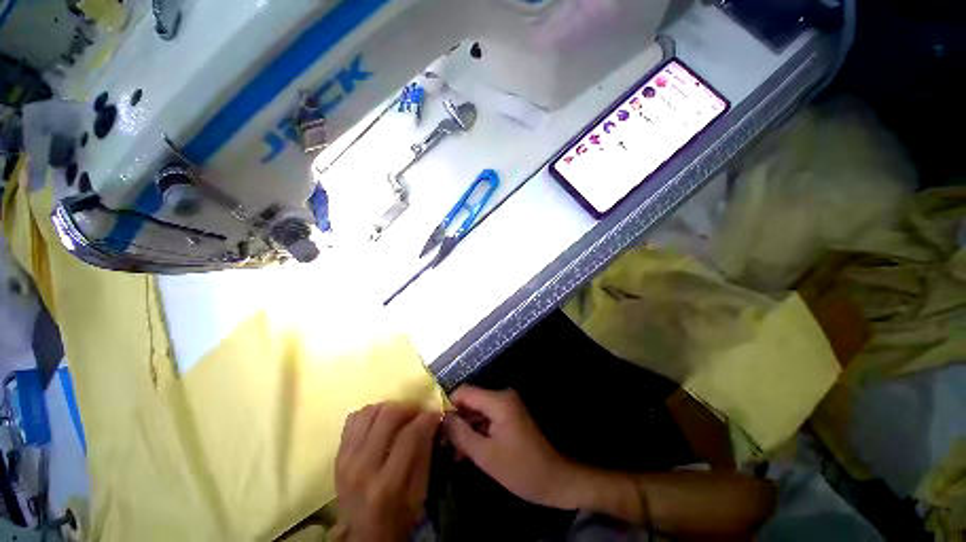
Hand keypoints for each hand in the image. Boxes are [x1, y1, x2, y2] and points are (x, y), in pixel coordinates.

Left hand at [334, 403, 440, 541]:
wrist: (362, 535)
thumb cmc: (398, 516)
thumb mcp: (420, 492)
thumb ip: (425, 453)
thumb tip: (432, 420)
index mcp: (387, 484)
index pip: (410, 435)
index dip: (426, 418)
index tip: (434, 414)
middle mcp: (363, 467)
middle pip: (388, 416)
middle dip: (408, 408)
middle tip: (417, 413)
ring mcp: (346, 460)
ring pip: (370, 412)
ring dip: (389, 408)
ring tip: (399, 418)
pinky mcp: (338, 455)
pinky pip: (354, 419)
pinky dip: (370, 415)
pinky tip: (380, 424)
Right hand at [442, 386, 587, 509]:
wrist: (554, 479)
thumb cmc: (520, 469)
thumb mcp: (485, 455)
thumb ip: (460, 433)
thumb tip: (441, 417)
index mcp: (498, 401)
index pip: (464, 391)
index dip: (447, 405)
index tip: (434, 424)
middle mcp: (502, 396)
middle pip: (471, 401)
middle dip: (455, 420)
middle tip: (439, 442)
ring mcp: (507, 405)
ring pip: (477, 411)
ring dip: (464, 428)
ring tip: (448, 451)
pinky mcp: (509, 415)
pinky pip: (487, 417)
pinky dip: (476, 431)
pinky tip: (464, 451)